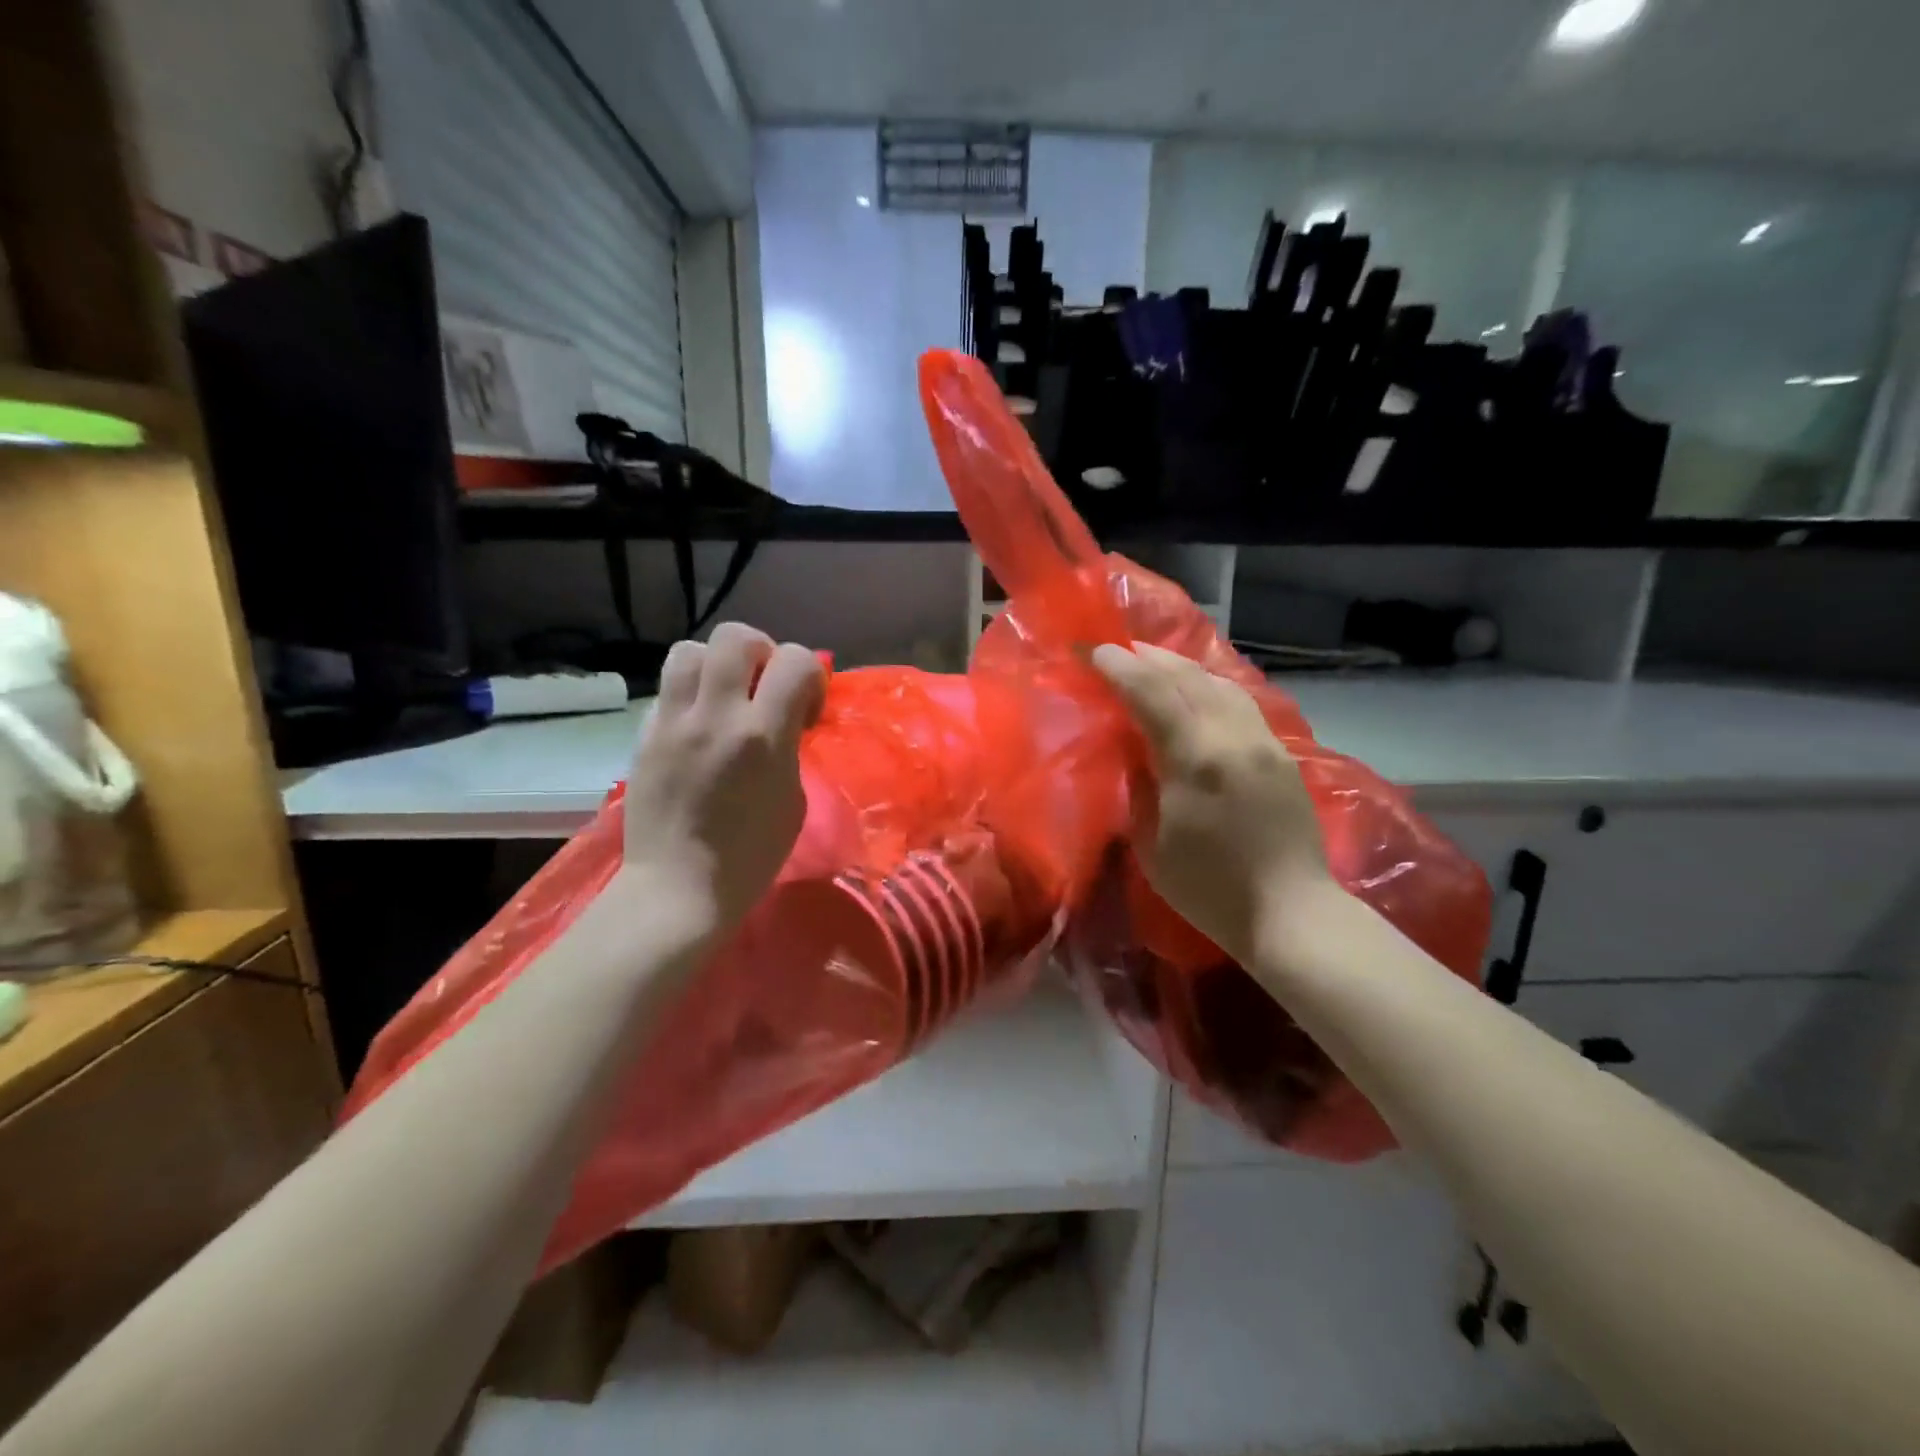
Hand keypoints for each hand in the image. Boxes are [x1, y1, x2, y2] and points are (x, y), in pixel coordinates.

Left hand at [621, 623, 824, 935]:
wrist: (679, 888)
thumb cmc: (751, 855)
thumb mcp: (793, 798)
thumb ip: (789, 745)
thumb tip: (785, 717)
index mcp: (762, 737)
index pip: (794, 660)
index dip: (809, 675)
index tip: (805, 709)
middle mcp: (715, 716)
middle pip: (735, 636)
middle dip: (761, 652)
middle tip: (763, 687)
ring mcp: (672, 722)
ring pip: (691, 650)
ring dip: (716, 665)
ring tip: (724, 697)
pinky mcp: (644, 735)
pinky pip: (668, 689)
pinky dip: (689, 695)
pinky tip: (697, 727)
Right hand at [1092, 642, 1331, 964]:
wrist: (1291, 912)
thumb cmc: (1209, 890)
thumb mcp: (1152, 845)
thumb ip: (1140, 787)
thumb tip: (1134, 751)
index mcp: (1195, 759)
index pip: (1151, 693)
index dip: (1118, 667)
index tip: (1091, 650)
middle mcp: (1232, 737)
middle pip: (1187, 677)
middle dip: (1147, 657)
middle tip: (1116, 649)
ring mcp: (1263, 741)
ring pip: (1219, 683)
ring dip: (1181, 666)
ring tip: (1152, 660)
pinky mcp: (1281, 753)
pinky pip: (1240, 701)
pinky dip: (1210, 684)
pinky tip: (1197, 688)